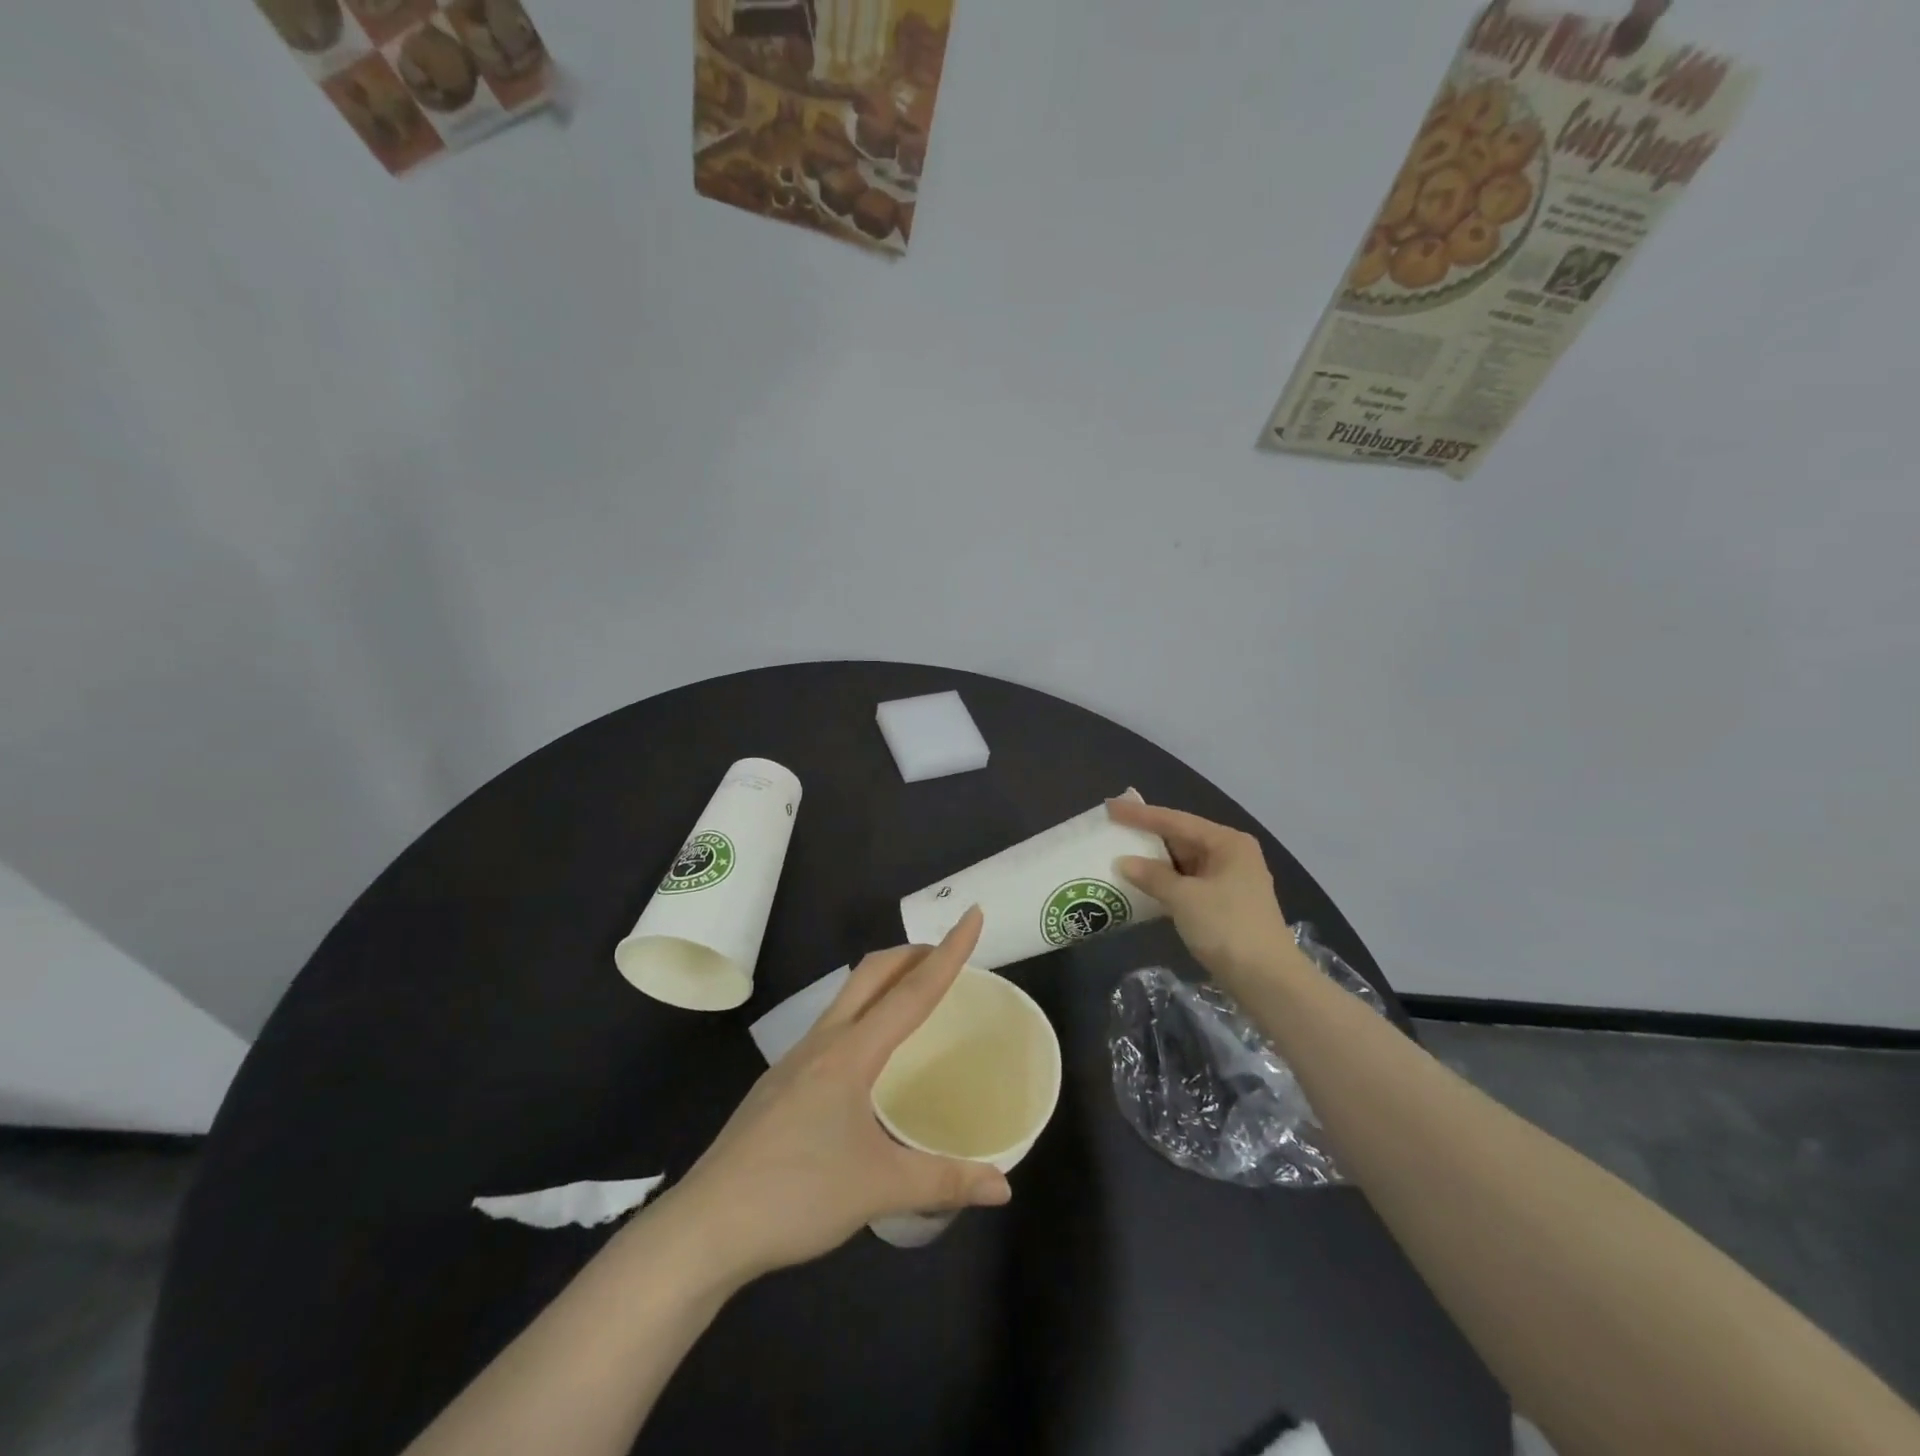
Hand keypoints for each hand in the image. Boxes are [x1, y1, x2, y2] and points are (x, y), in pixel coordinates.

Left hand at [663, 907, 1009, 1282]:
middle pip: (871, 974)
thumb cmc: (796, 1196)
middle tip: (946, 955)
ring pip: (847, 998)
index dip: (949, 953)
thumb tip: (1003, 1187)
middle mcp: (822, 1043)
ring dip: (884, 982)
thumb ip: (944, 1181)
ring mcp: (794, 1060)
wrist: (705, 1227)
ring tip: (912, 997)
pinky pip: (831, 1028)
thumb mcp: (879, 1189)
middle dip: (911, 954)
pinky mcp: (779, 1084)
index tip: (972, 915)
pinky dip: (861, 1015)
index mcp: (851, 1054)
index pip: (912, 991)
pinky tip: (867, 1057)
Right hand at [1108, 798, 1296, 990]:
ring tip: (1119, 854)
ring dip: (1154, 862)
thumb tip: (1123, 862)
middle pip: (1181, 838)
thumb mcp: (1185, 898)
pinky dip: (1165, 883)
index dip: (1140, 814)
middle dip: (1147, 836)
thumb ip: (1152, 876)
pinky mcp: (1223, 905)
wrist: (1267, 981)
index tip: (1110, 806)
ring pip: (1183, 863)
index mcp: (1227, 842)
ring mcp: (1229, 881)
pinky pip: (1187, 884)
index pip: (1176, 820)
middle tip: (1113, 828)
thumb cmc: (1227, 928)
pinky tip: (1141, 885)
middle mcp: (1231, 855)